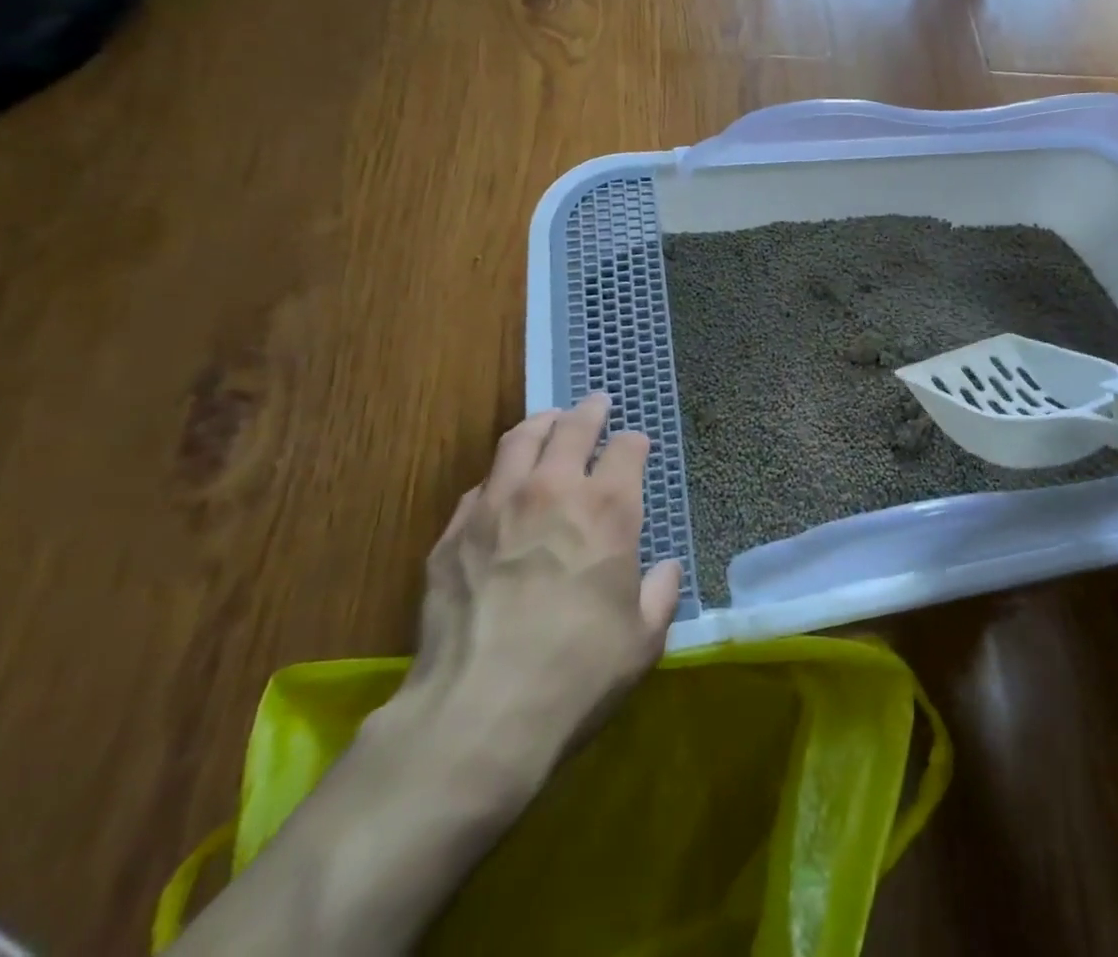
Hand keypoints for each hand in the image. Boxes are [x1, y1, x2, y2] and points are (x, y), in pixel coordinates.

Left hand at [368, 392, 684, 812]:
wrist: (478, 715)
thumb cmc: (577, 674)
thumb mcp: (642, 642)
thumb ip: (659, 595)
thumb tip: (664, 570)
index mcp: (608, 508)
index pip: (626, 450)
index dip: (634, 442)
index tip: (636, 443)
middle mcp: (553, 490)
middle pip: (572, 428)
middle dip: (589, 411)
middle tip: (595, 402)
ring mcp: (497, 506)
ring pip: (519, 441)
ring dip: (540, 425)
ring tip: (547, 422)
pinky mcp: (453, 534)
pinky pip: (480, 487)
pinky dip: (499, 477)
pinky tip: (500, 488)